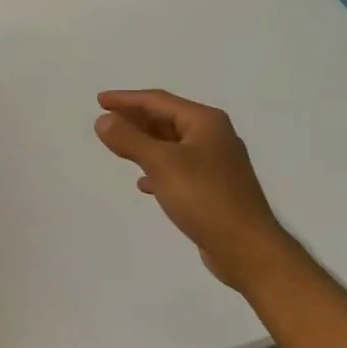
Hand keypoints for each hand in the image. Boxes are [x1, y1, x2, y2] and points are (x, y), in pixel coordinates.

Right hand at [94, 89, 293, 291]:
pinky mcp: (214, 189)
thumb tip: (103, 120)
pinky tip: (143, 183)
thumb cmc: (204, 198)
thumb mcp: (162, 164)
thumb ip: (130, 139)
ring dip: (145, 143)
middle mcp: (214, 137)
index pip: (159, 101)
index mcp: (205, 122)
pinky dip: (158, 169)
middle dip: (136, 119)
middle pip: (167, 120)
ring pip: (172, 145)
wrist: (246, 247)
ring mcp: (216, 164)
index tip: (100, 101)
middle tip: (106, 120)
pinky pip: (179, 169)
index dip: (126, 99)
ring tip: (118, 146)